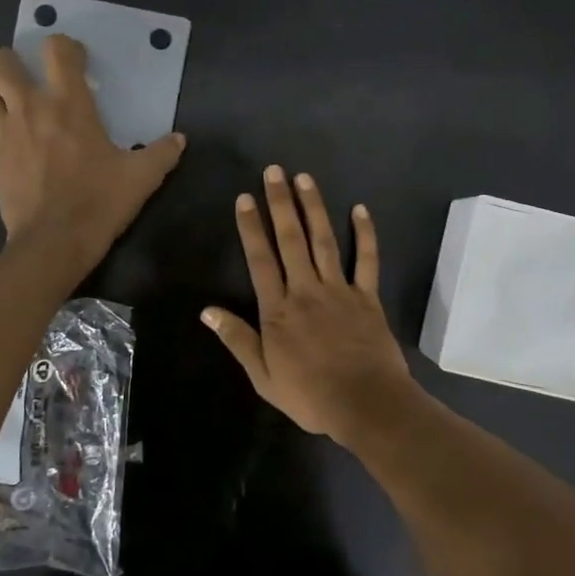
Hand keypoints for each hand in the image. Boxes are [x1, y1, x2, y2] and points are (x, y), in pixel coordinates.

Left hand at [0, 35, 185, 268]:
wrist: (55, 242)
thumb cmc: (99, 201)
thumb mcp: (142, 177)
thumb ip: (162, 153)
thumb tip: (179, 139)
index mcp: (68, 104)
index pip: (57, 51)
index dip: (65, 47)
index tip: (77, 61)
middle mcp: (29, 109)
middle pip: (2, 64)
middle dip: (12, 60)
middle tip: (29, 74)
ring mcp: (4, 135)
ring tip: (11, 101)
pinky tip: (4, 145)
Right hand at [201, 166, 417, 444]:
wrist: (365, 403)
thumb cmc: (310, 395)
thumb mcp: (263, 376)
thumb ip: (237, 339)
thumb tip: (207, 311)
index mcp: (277, 310)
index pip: (260, 259)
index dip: (250, 227)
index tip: (244, 198)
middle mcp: (305, 290)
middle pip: (290, 239)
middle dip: (280, 203)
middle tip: (274, 171)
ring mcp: (339, 290)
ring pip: (324, 240)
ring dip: (313, 208)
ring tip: (304, 178)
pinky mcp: (367, 297)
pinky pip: (367, 260)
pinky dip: (365, 234)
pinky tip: (360, 209)